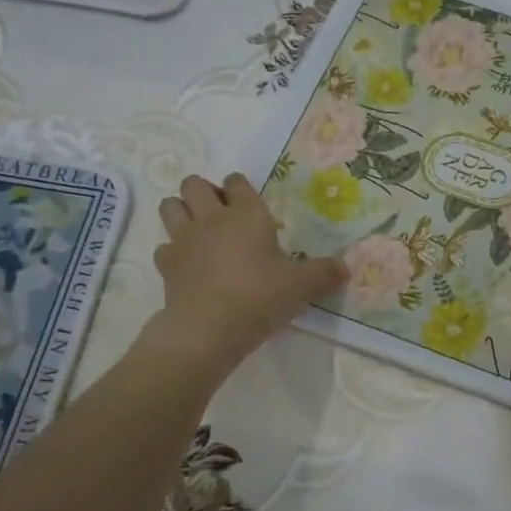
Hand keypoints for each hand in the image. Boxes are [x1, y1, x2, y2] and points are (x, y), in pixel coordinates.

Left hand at [145, 173, 346, 378]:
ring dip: (181, 212)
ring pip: (170, 206)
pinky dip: (173, 252)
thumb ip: (325, 273)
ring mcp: (184, 240)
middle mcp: (212, 218)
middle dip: (204, 192)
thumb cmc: (260, 297)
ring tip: (198, 231)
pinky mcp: (166, 265)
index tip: (249, 204)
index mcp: (247, 215)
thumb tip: (346, 268)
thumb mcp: (303, 286)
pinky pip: (164, 247)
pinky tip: (188, 266)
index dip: (241, 188)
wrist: (209, 329)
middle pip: (193, 184)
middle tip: (221, 214)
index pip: (237, 182)